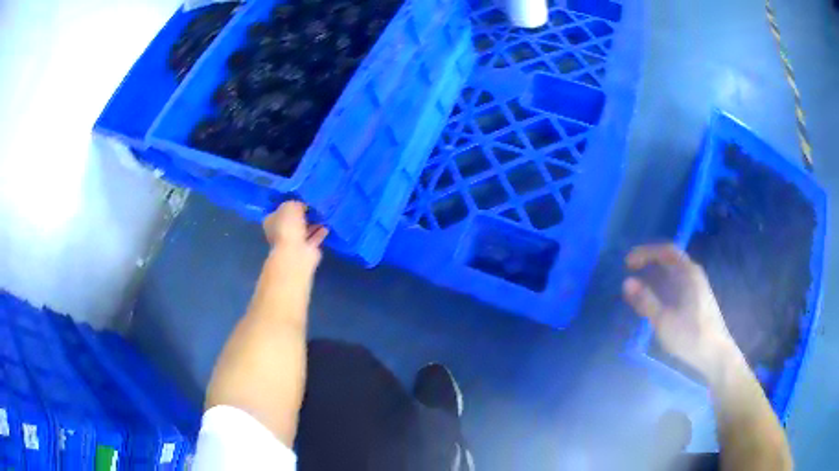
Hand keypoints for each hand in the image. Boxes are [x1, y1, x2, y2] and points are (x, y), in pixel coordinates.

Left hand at [263, 201, 327, 276]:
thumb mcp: (290, 205)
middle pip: (292, 221)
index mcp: (271, 221)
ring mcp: (293, 243)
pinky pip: (314, 238)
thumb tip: (303, 206)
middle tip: (314, 207)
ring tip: (323, 215)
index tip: (302, 200)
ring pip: (304, 230)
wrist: (296, 252)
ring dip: (313, 224)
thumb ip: (296, 203)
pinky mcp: (305, 250)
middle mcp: (280, 232)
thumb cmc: (287, 226)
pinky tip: (327, 226)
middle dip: (303, 215)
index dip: (290, 205)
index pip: (279, 211)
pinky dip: (319, 233)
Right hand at [623, 244, 738, 377]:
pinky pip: (677, 282)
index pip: (665, 250)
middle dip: (649, 261)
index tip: (627, 263)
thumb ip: (646, 301)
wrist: (715, 354)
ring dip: (655, 273)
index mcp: (688, 273)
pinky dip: (663, 284)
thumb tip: (626, 282)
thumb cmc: (691, 336)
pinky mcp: (697, 299)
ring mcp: (697, 286)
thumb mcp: (664, 321)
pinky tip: (656, 299)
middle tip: (630, 270)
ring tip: (639, 285)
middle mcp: (694, 274)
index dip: (645, 252)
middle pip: (670, 258)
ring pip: (674, 272)